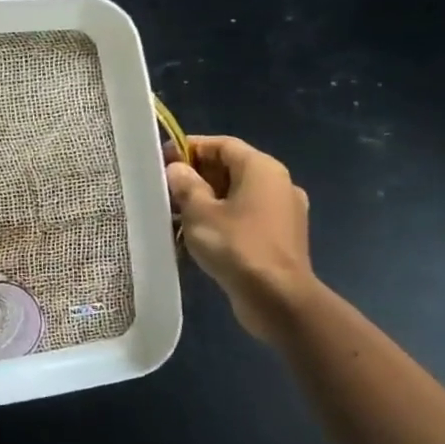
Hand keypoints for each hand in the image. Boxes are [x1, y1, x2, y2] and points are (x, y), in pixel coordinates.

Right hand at [165, 136, 316, 345]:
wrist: (278, 299)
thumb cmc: (236, 246)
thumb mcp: (199, 212)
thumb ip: (185, 185)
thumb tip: (178, 170)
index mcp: (262, 169)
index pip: (222, 144)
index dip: (190, 147)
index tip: (162, 159)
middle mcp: (277, 184)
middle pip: (230, 168)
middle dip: (195, 175)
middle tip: (164, 187)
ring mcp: (281, 212)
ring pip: (235, 195)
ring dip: (204, 199)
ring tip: (173, 213)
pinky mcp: (279, 237)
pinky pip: (244, 216)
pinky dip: (220, 219)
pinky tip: (195, 235)